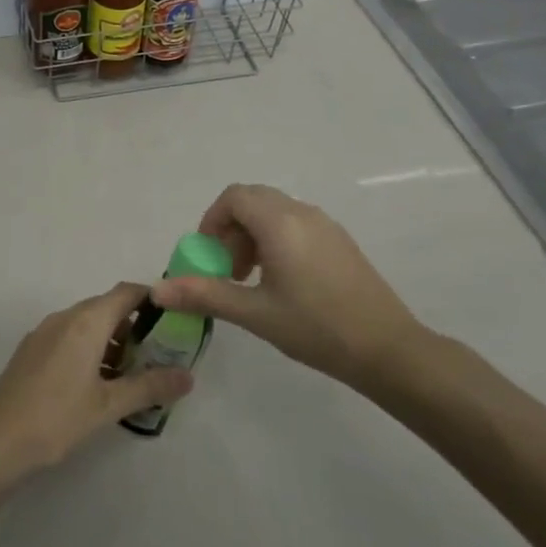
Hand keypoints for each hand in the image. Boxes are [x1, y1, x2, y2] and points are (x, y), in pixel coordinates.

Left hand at [0, 283, 193, 476]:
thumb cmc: (58, 419)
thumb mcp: (109, 405)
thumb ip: (150, 387)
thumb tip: (188, 376)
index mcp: (85, 322)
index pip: (126, 292)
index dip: (152, 299)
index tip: (174, 319)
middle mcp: (64, 317)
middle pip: (106, 307)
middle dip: (134, 326)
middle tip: (156, 355)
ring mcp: (43, 333)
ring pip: (86, 324)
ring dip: (110, 341)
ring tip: (130, 375)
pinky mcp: (30, 351)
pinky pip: (68, 337)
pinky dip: (88, 350)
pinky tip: (96, 384)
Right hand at [152, 183, 429, 383]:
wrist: (388, 349)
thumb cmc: (316, 328)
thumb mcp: (255, 313)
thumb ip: (204, 295)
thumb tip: (157, 290)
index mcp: (280, 223)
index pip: (235, 197)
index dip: (212, 220)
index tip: (208, 256)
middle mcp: (303, 213)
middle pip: (254, 200)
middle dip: (231, 228)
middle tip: (227, 268)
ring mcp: (326, 225)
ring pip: (275, 212)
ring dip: (252, 235)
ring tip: (250, 279)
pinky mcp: (340, 241)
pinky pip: (296, 224)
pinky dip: (275, 240)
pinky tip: (281, 283)